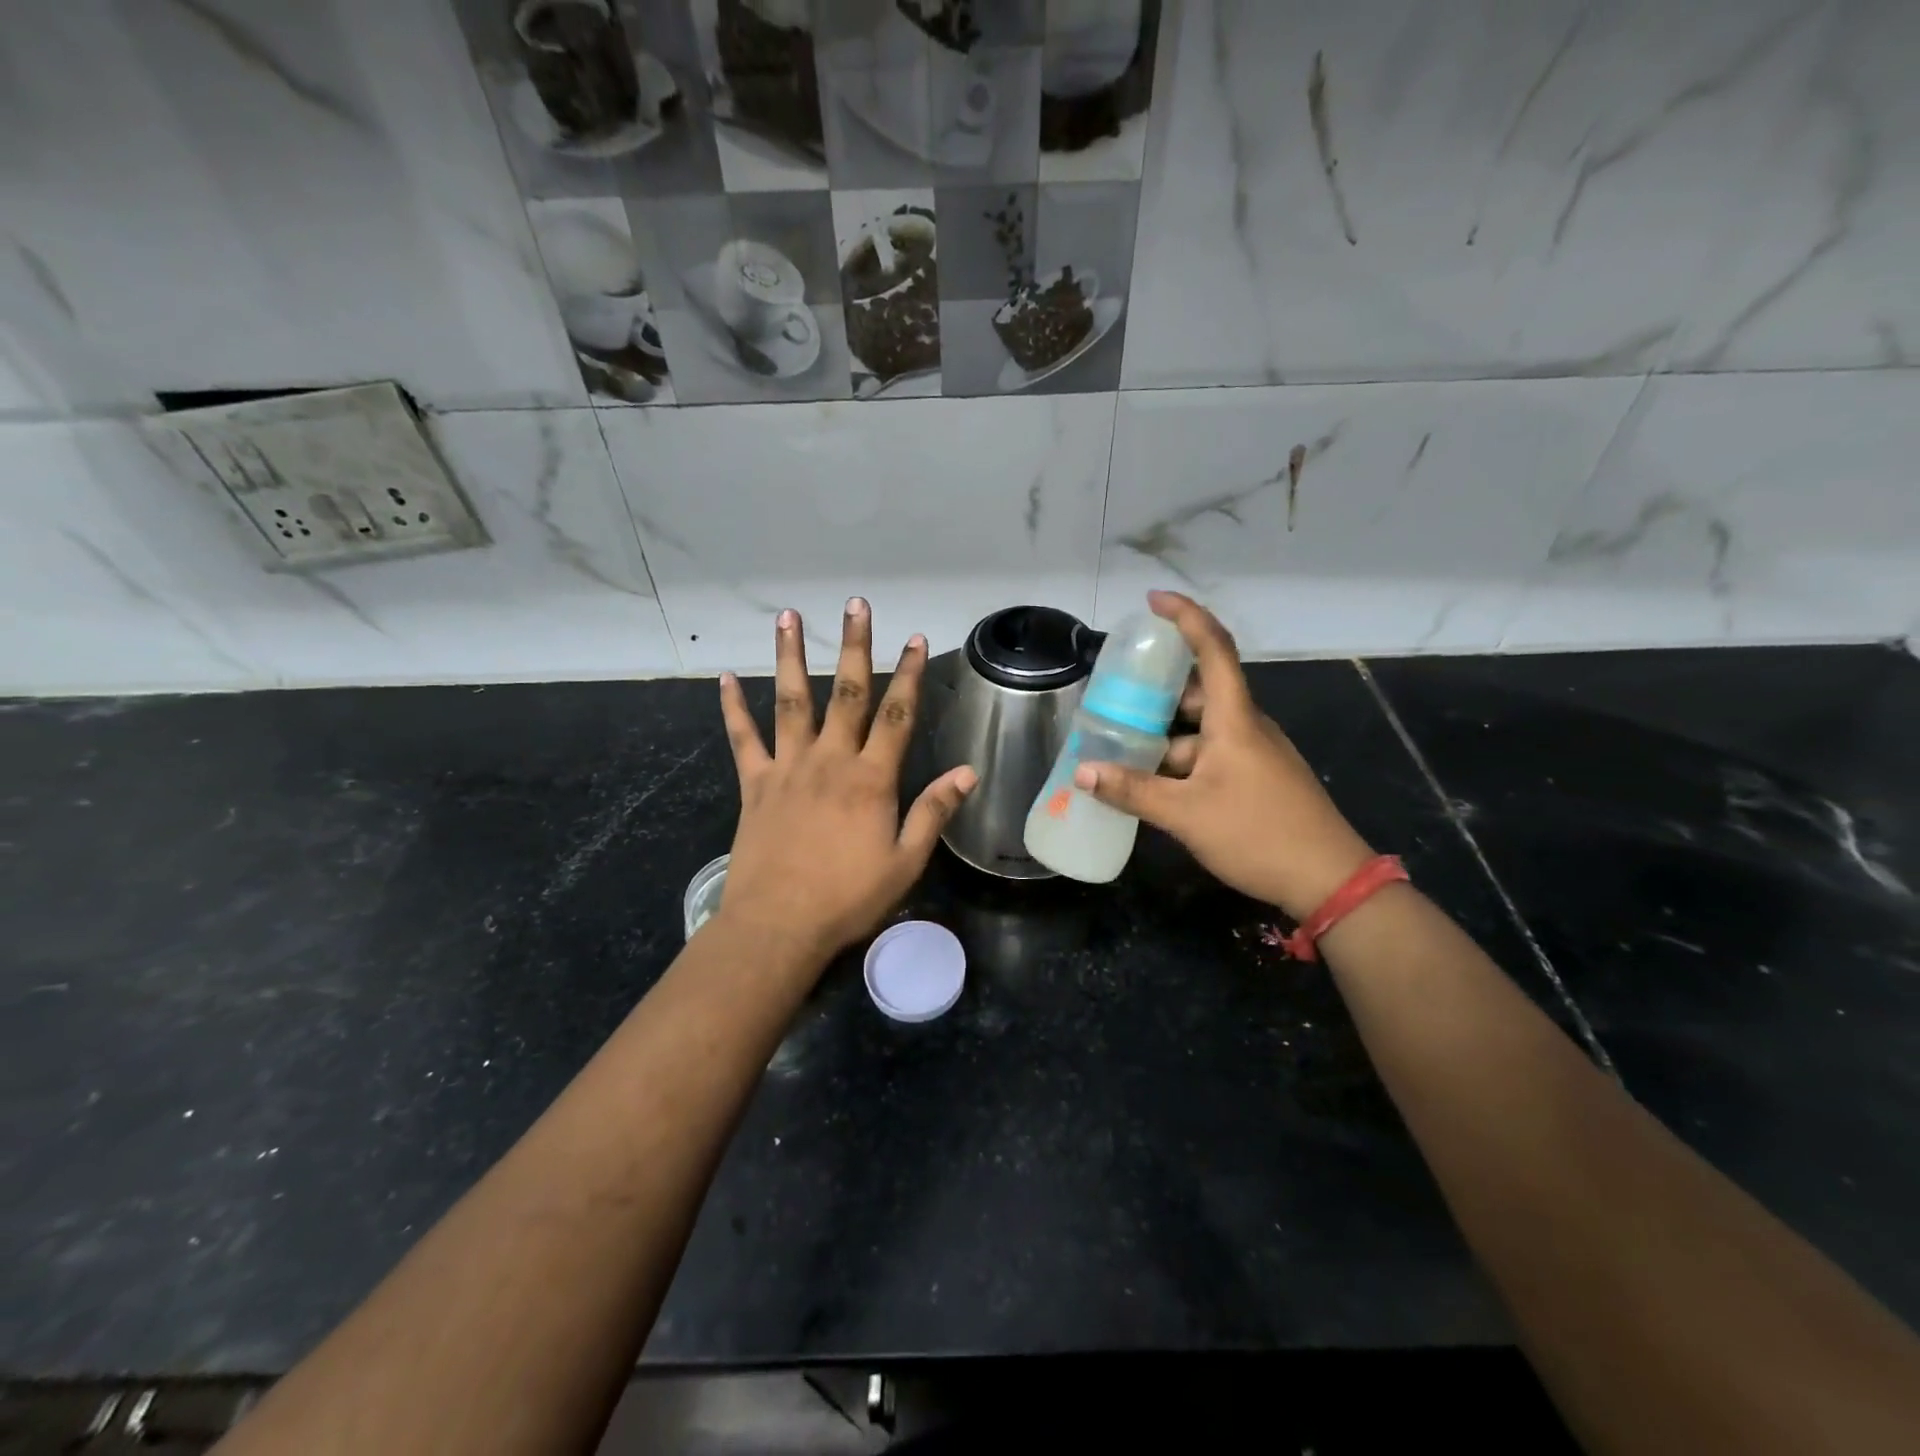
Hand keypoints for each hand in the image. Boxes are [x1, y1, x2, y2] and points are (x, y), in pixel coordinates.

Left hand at [716, 598, 976, 966]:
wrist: (779, 925)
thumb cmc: (848, 898)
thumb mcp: (905, 861)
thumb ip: (933, 812)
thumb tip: (967, 772)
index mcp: (871, 779)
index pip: (897, 715)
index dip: (909, 674)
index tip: (916, 638)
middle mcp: (830, 760)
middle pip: (847, 693)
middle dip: (855, 646)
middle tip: (856, 604)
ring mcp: (788, 768)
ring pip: (791, 701)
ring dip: (791, 657)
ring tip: (789, 616)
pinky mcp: (755, 784)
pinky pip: (743, 739)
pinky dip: (733, 708)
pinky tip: (724, 678)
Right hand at [1073, 591, 1374, 920]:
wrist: (1328, 880)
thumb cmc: (1257, 834)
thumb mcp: (1185, 814)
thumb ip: (1132, 791)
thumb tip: (1082, 772)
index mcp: (1234, 719)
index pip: (1213, 648)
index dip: (1185, 617)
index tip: (1153, 601)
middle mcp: (1246, 727)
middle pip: (1200, 691)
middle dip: (1158, 692)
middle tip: (1115, 698)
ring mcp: (1254, 754)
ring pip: (1201, 730)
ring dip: (1164, 736)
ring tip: (1121, 748)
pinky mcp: (1256, 778)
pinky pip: (1211, 755)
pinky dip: (1180, 760)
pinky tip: (1153, 785)